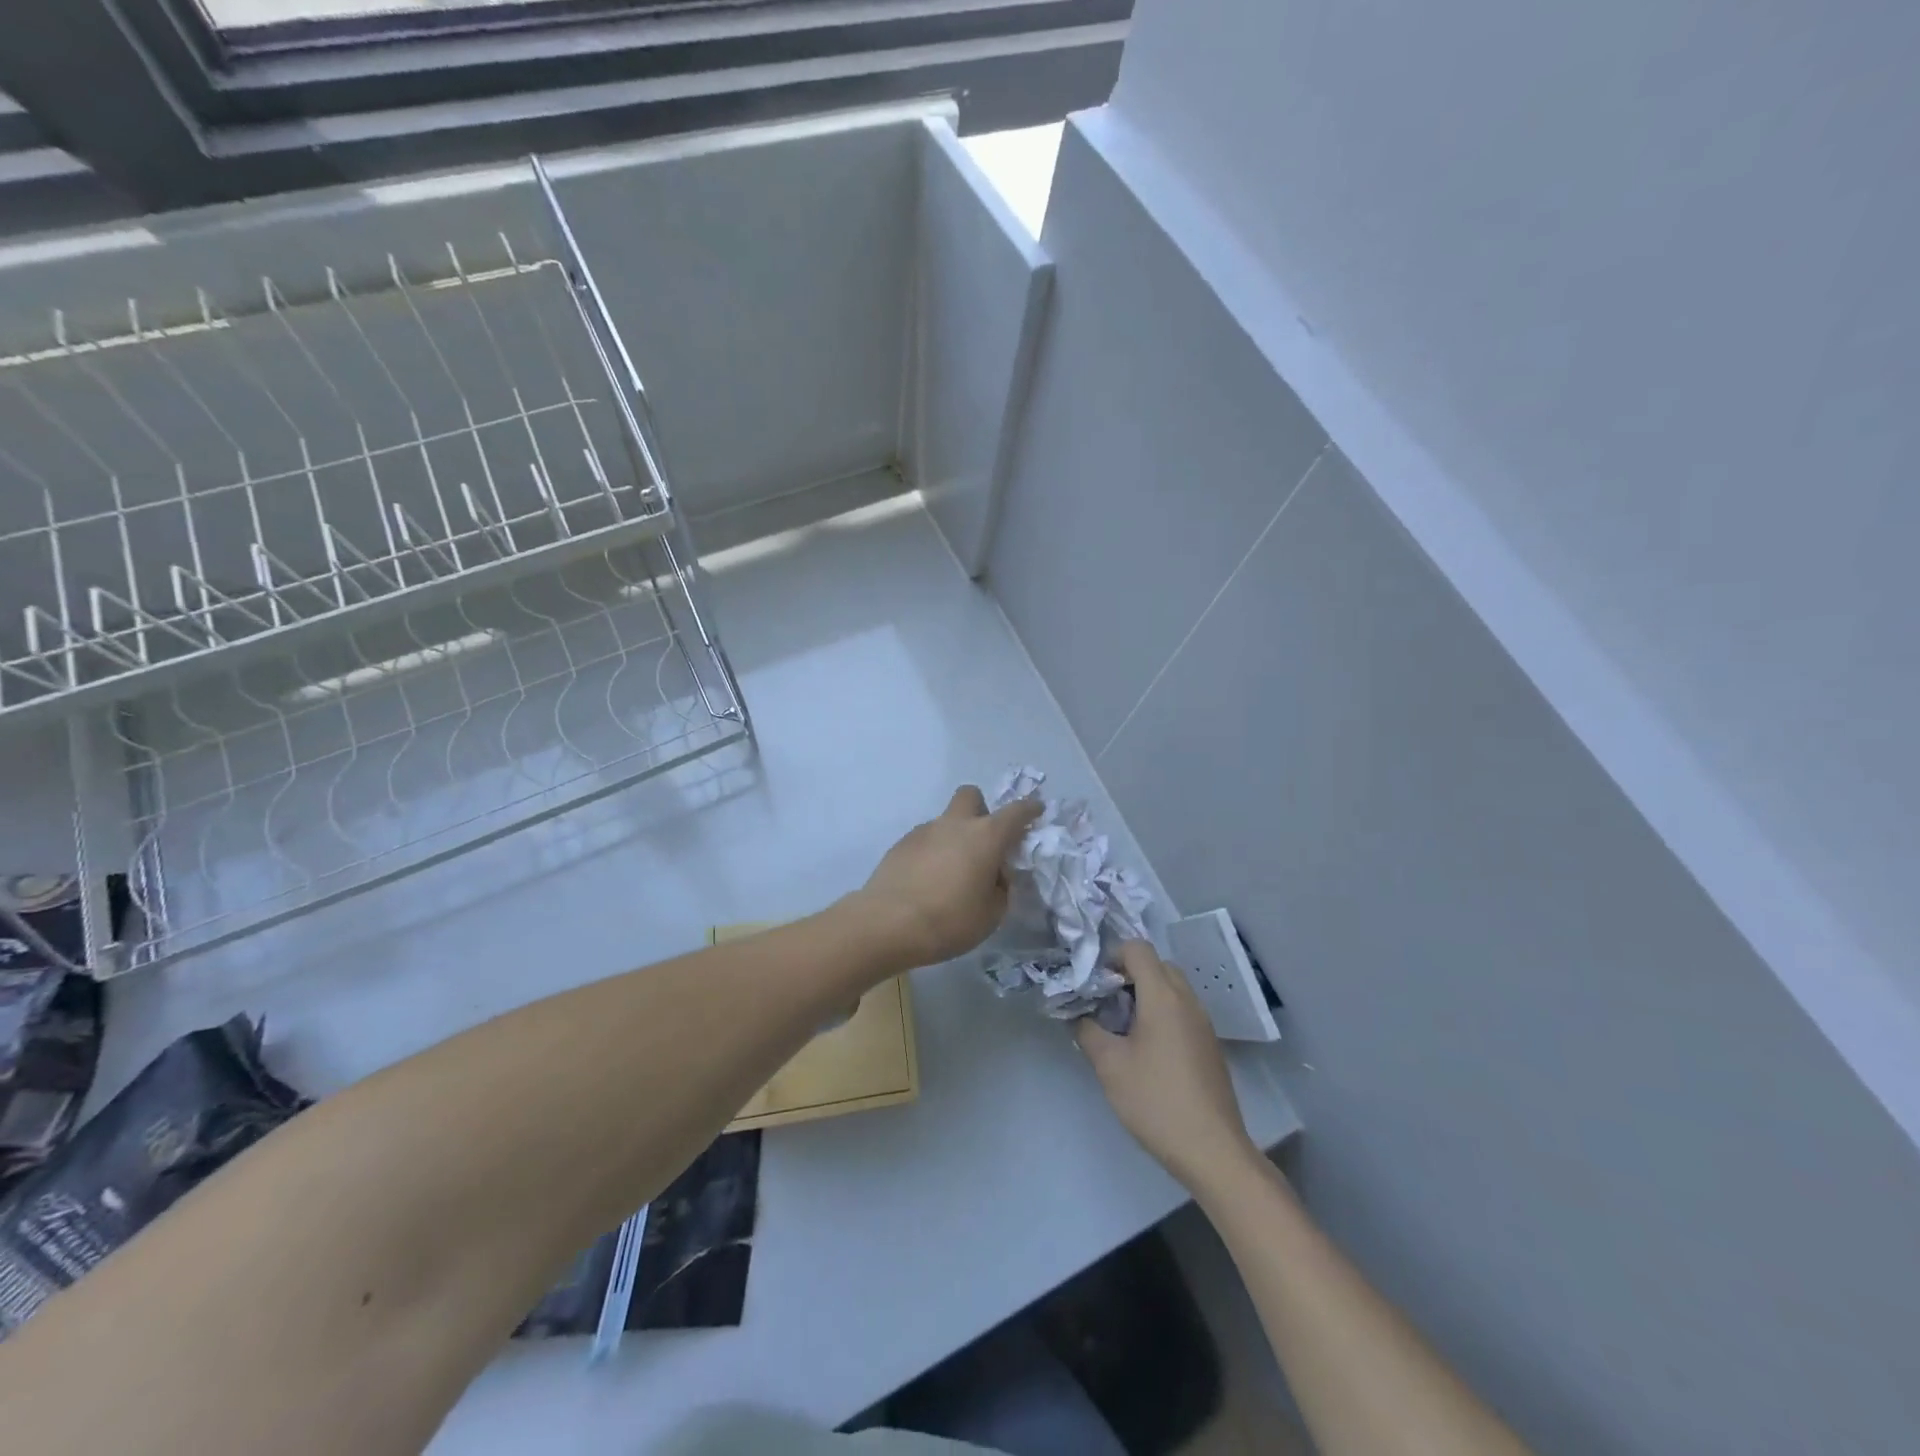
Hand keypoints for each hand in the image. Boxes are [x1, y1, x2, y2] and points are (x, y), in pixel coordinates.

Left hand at [851, 785, 1042, 968]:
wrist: (887, 924)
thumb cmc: (949, 920)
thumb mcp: (991, 914)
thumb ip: (1000, 888)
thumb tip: (994, 875)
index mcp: (985, 836)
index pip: (1016, 812)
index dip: (1029, 809)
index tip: (1036, 810)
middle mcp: (955, 824)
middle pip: (971, 796)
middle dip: (981, 809)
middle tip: (984, 840)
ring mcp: (924, 831)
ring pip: (945, 820)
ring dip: (954, 836)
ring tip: (951, 873)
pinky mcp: (900, 844)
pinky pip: (925, 839)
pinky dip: (933, 852)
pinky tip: (927, 881)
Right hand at [1076, 941, 1257, 1190]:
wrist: (1212, 1150)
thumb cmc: (1156, 1101)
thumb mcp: (1109, 1066)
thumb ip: (1088, 1031)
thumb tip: (1078, 1014)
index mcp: (1163, 996)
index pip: (1138, 949)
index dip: (1112, 956)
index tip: (1095, 984)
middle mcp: (1188, 1000)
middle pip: (1157, 965)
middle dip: (1128, 974)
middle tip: (1106, 1003)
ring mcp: (1203, 1023)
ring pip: (1172, 988)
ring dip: (1146, 995)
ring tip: (1122, 1028)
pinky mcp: (1210, 1045)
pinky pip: (1182, 1011)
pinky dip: (1162, 1013)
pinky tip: (1146, 1050)